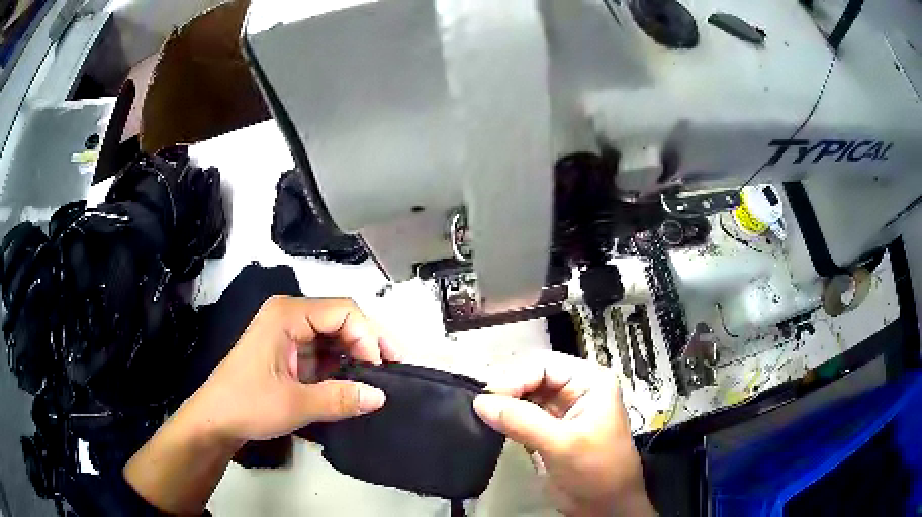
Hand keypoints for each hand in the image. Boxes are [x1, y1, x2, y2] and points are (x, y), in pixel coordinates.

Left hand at [185, 296, 400, 443]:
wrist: (216, 420)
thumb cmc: (248, 404)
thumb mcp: (295, 404)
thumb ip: (339, 398)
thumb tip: (380, 396)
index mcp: (287, 314)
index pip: (343, 311)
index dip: (368, 337)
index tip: (381, 371)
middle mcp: (289, 315)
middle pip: (342, 319)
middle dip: (369, 344)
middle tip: (393, 372)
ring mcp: (289, 333)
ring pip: (335, 336)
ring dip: (357, 356)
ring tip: (379, 380)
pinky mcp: (289, 352)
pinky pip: (324, 351)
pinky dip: (342, 366)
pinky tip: (356, 383)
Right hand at [473, 352, 653, 516]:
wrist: (606, 505)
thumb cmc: (596, 469)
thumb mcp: (562, 444)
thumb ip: (521, 421)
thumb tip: (480, 402)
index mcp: (588, 381)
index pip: (544, 366)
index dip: (514, 378)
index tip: (487, 398)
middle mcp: (574, 389)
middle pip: (532, 376)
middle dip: (506, 388)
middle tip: (480, 404)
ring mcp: (560, 410)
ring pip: (524, 395)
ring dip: (503, 403)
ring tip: (480, 412)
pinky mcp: (547, 430)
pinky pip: (521, 415)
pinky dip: (505, 418)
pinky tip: (490, 422)